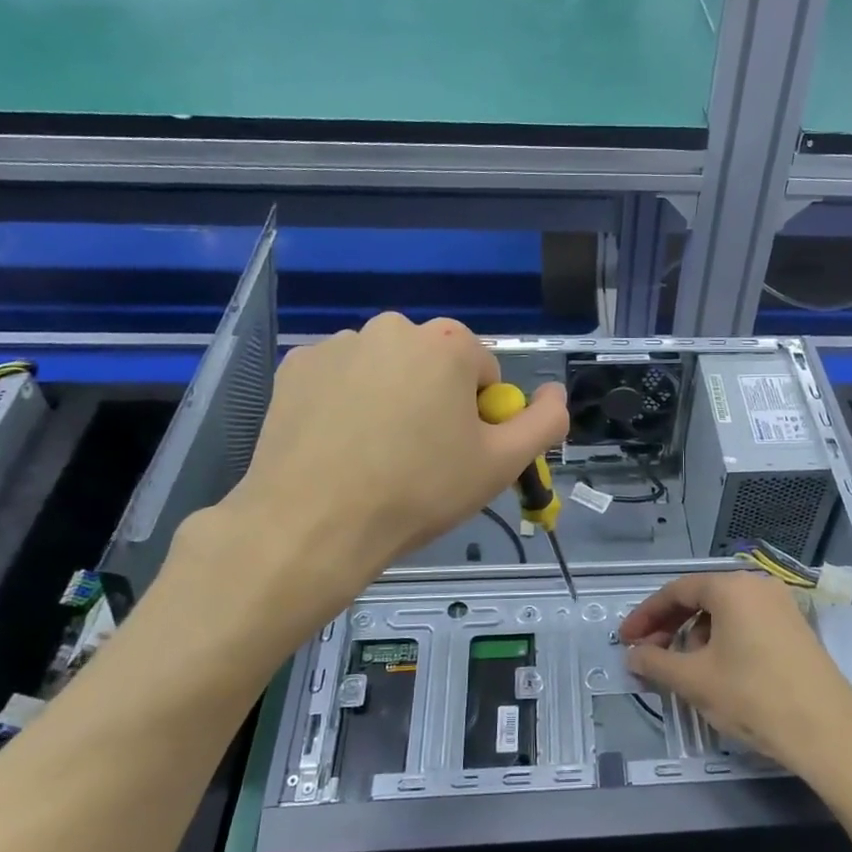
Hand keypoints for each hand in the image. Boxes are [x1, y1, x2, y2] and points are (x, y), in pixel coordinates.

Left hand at [180, 314, 566, 646]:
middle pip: (433, 365)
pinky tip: (338, 445)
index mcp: (446, 344)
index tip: (460, 454)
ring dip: (390, 398)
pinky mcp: (295, 367)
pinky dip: (345, 402)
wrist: (314, 523)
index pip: (483, 373)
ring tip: (375, 455)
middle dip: (435, 400)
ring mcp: (337, 344)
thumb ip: (544, 423)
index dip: (480, 416)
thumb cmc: (420, 491)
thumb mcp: (501, 465)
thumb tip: (556, 394)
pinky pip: (340, 379)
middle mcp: (392, 327)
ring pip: (385, 370)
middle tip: (421, 456)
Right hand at [619, 570, 851, 779]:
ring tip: (682, 669)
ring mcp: (781, 606)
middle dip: (669, 626)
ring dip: (695, 636)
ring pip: (724, 613)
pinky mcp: (796, 629)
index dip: (645, 616)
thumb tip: (632, 655)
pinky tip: (717, 671)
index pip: (676, 591)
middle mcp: (758, 586)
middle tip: (647, 655)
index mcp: (731, 587)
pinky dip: (722, 641)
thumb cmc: (753, 696)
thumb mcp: (695, 680)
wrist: (827, 731)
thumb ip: (655, 663)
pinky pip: (747, 624)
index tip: (625, 640)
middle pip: (701, 598)